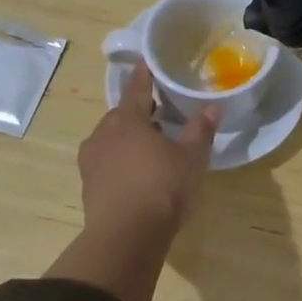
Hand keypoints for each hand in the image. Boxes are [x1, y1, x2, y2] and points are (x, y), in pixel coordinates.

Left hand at [77, 62, 218, 240]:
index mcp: (128, 119)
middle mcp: (103, 134)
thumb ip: (201, 130)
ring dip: (128, 138)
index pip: (137, 88)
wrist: (126, 236)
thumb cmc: (162, 186)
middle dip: (139, 113)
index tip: (147, 64)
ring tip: (150, 146)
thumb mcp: (191, 158)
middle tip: (160, 114)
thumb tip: (212, 107)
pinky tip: (136, 172)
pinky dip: (120, 160)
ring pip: (111, 139)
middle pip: (122, 115)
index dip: (144, 76)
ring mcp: (91, 161)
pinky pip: (106, 161)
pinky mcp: (88, 185)